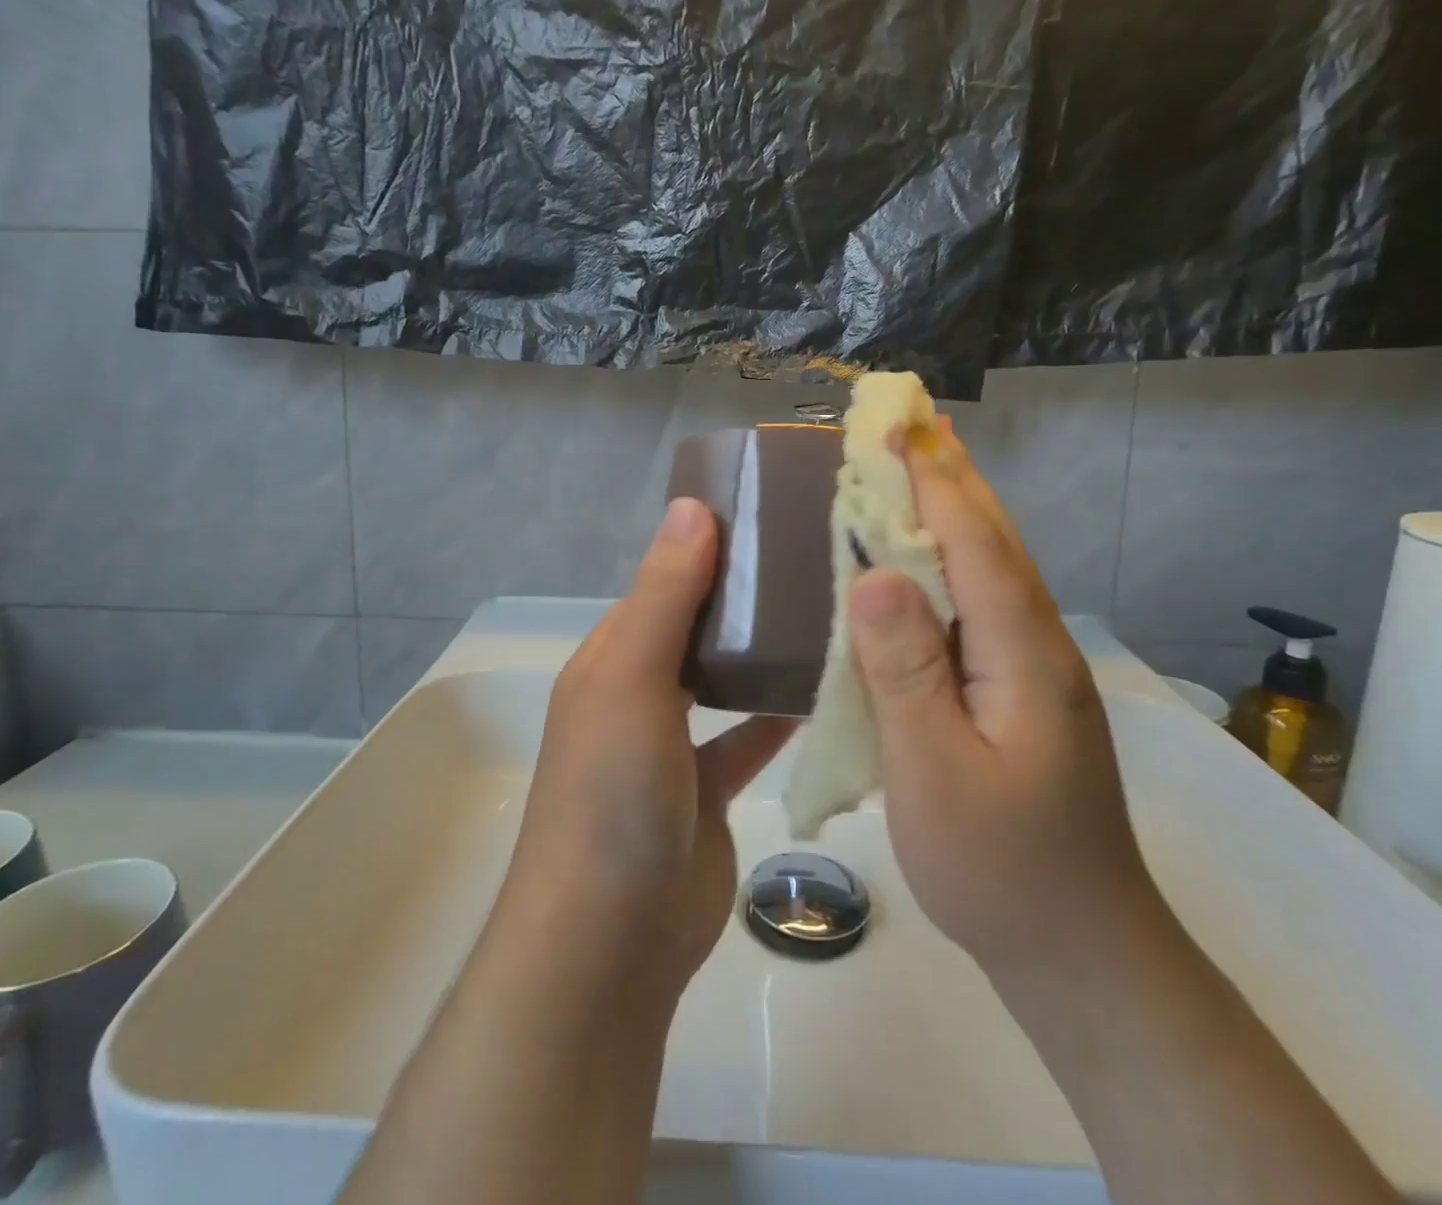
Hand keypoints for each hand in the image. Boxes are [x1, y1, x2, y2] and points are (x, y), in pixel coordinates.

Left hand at [499, 497, 794, 1002]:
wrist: (612, 935)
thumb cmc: (613, 789)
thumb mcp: (632, 676)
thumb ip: (667, 594)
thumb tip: (692, 505)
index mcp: (612, 657)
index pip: (664, 583)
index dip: (708, 548)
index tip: (772, 516)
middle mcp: (638, 692)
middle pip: (696, 628)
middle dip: (745, 598)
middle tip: (817, 563)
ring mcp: (672, 746)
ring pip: (724, 682)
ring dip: (763, 655)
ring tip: (829, 615)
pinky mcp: (708, 791)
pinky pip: (747, 739)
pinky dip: (776, 717)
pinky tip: (824, 692)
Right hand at [848, 423, 1156, 983]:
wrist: (1083, 952)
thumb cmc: (999, 867)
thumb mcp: (936, 773)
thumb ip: (906, 670)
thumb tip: (873, 574)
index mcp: (1022, 654)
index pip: (974, 543)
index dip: (933, 479)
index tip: (897, 425)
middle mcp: (1037, 645)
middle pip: (992, 540)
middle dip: (951, 475)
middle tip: (910, 421)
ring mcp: (1034, 668)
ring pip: (991, 568)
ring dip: (954, 509)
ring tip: (916, 466)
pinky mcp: (1021, 691)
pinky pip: (981, 603)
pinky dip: (952, 561)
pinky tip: (923, 563)